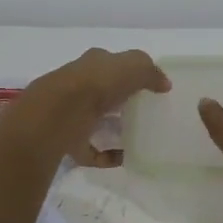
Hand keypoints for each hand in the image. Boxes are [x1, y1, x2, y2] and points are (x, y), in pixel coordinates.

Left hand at [0, 48, 170, 165]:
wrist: (59, 113)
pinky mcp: (68, 141)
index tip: (148, 87)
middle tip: (145, 113)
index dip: (129, 72)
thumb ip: (150, 72)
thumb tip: (164, 84)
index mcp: (92, 64)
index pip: (111, 64)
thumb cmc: (98, 83)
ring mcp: (71, 115)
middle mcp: (79, 86)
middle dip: (120, 101)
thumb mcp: (133, 66)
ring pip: (94, 121)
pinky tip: (124, 158)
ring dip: (112, 128)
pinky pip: (91, 151)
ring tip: (138, 137)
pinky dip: (107, 156)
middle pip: (102, 92)